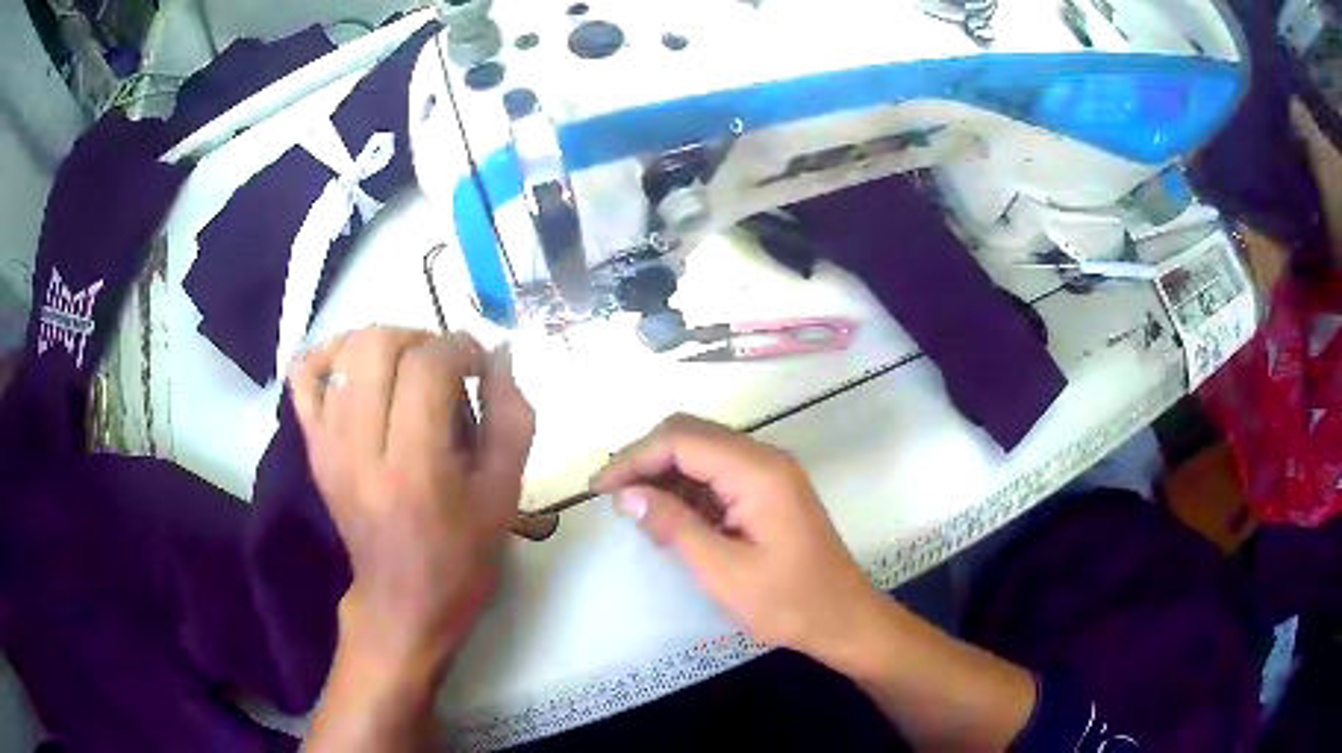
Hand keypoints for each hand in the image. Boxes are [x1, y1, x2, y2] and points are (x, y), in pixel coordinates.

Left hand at [289, 327, 534, 678]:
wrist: (401, 600)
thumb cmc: (461, 555)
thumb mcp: (504, 493)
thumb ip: (511, 416)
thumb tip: (499, 353)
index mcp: (415, 468)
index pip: (428, 367)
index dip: (462, 348)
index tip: (481, 365)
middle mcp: (360, 448)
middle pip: (378, 345)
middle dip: (421, 339)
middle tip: (446, 368)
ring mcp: (327, 444)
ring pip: (344, 351)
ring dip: (385, 343)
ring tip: (409, 370)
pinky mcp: (312, 447)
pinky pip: (304, 376)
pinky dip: (330, 355)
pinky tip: (358, 368)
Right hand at [592, 415, 878, 667]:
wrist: (844, 618)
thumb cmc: (788, 602)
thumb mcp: (724, 572)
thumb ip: (675, 527)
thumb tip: (627, 495)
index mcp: (758, 472)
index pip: (681, 440)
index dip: (634, 457)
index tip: (599, 487)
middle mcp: (765, 459)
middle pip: (692, 435)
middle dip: (646, 459)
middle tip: (613, 495)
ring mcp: (770, 473)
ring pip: (703, 451)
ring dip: (665, 472)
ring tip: (633, 507)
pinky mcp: (770, 490)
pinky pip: (719, 473)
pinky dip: (688, 487)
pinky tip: (669, 514)